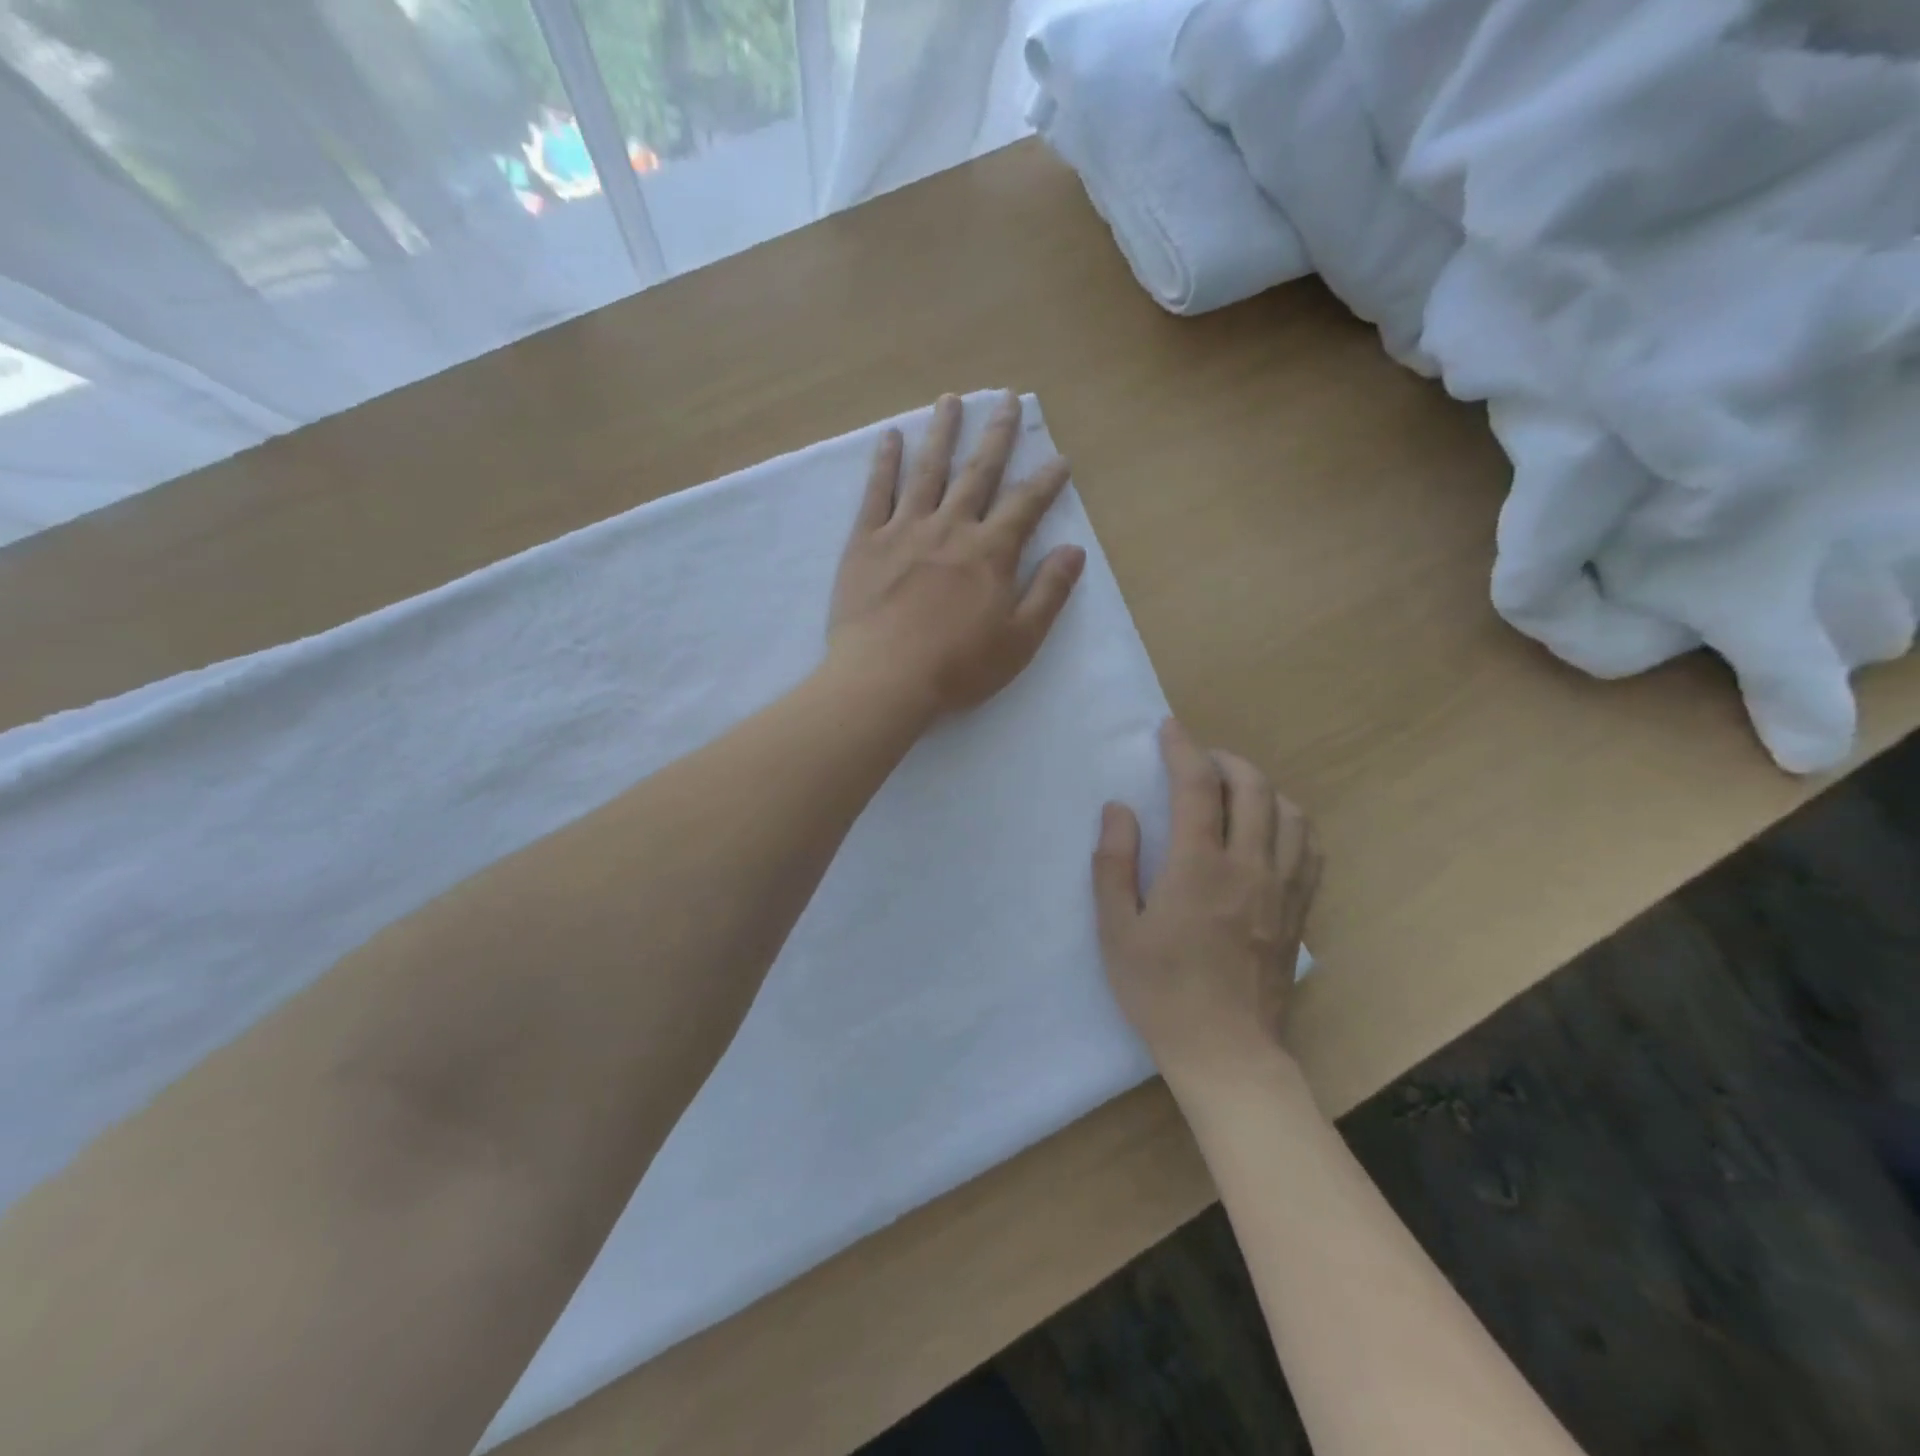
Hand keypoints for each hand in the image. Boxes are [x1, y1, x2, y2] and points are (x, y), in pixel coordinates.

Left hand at [827, 391, 1085, 723]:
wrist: (885, 679)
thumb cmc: (958, 667)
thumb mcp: (1020, 639)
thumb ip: (1049, 592)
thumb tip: (1074, 550)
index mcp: (991, 553)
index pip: (1025, 505)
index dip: (1046, 480)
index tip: (1059, 458)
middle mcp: (951, 527)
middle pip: (978, 472)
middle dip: (997, 435)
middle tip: (1007, 399)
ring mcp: (905, 529)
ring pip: (928, 470)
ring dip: (942, 432)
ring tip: (951, 400)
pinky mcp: (866, 542)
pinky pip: (877, 492)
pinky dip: (885, 463)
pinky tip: (892, 438)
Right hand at [1093, 720, 1320, 1088]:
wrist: (1227, 1053)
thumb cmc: (1161, 992)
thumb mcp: (1116, 931)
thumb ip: (1113, 863)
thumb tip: (1119, 809)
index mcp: (1198, 867)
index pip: (1198, 785)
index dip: (1182, 747)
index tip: (1168, 729)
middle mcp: (1249, 866)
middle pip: (1253, 786)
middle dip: (1225, 758)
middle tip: (1198, 759)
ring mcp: (1283, 888)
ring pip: (1290, 812)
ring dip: (1262, 787)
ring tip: (1235, 790)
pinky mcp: (1300, 911)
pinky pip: (1310, 848)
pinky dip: (1292, 822)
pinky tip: (1272, 829)